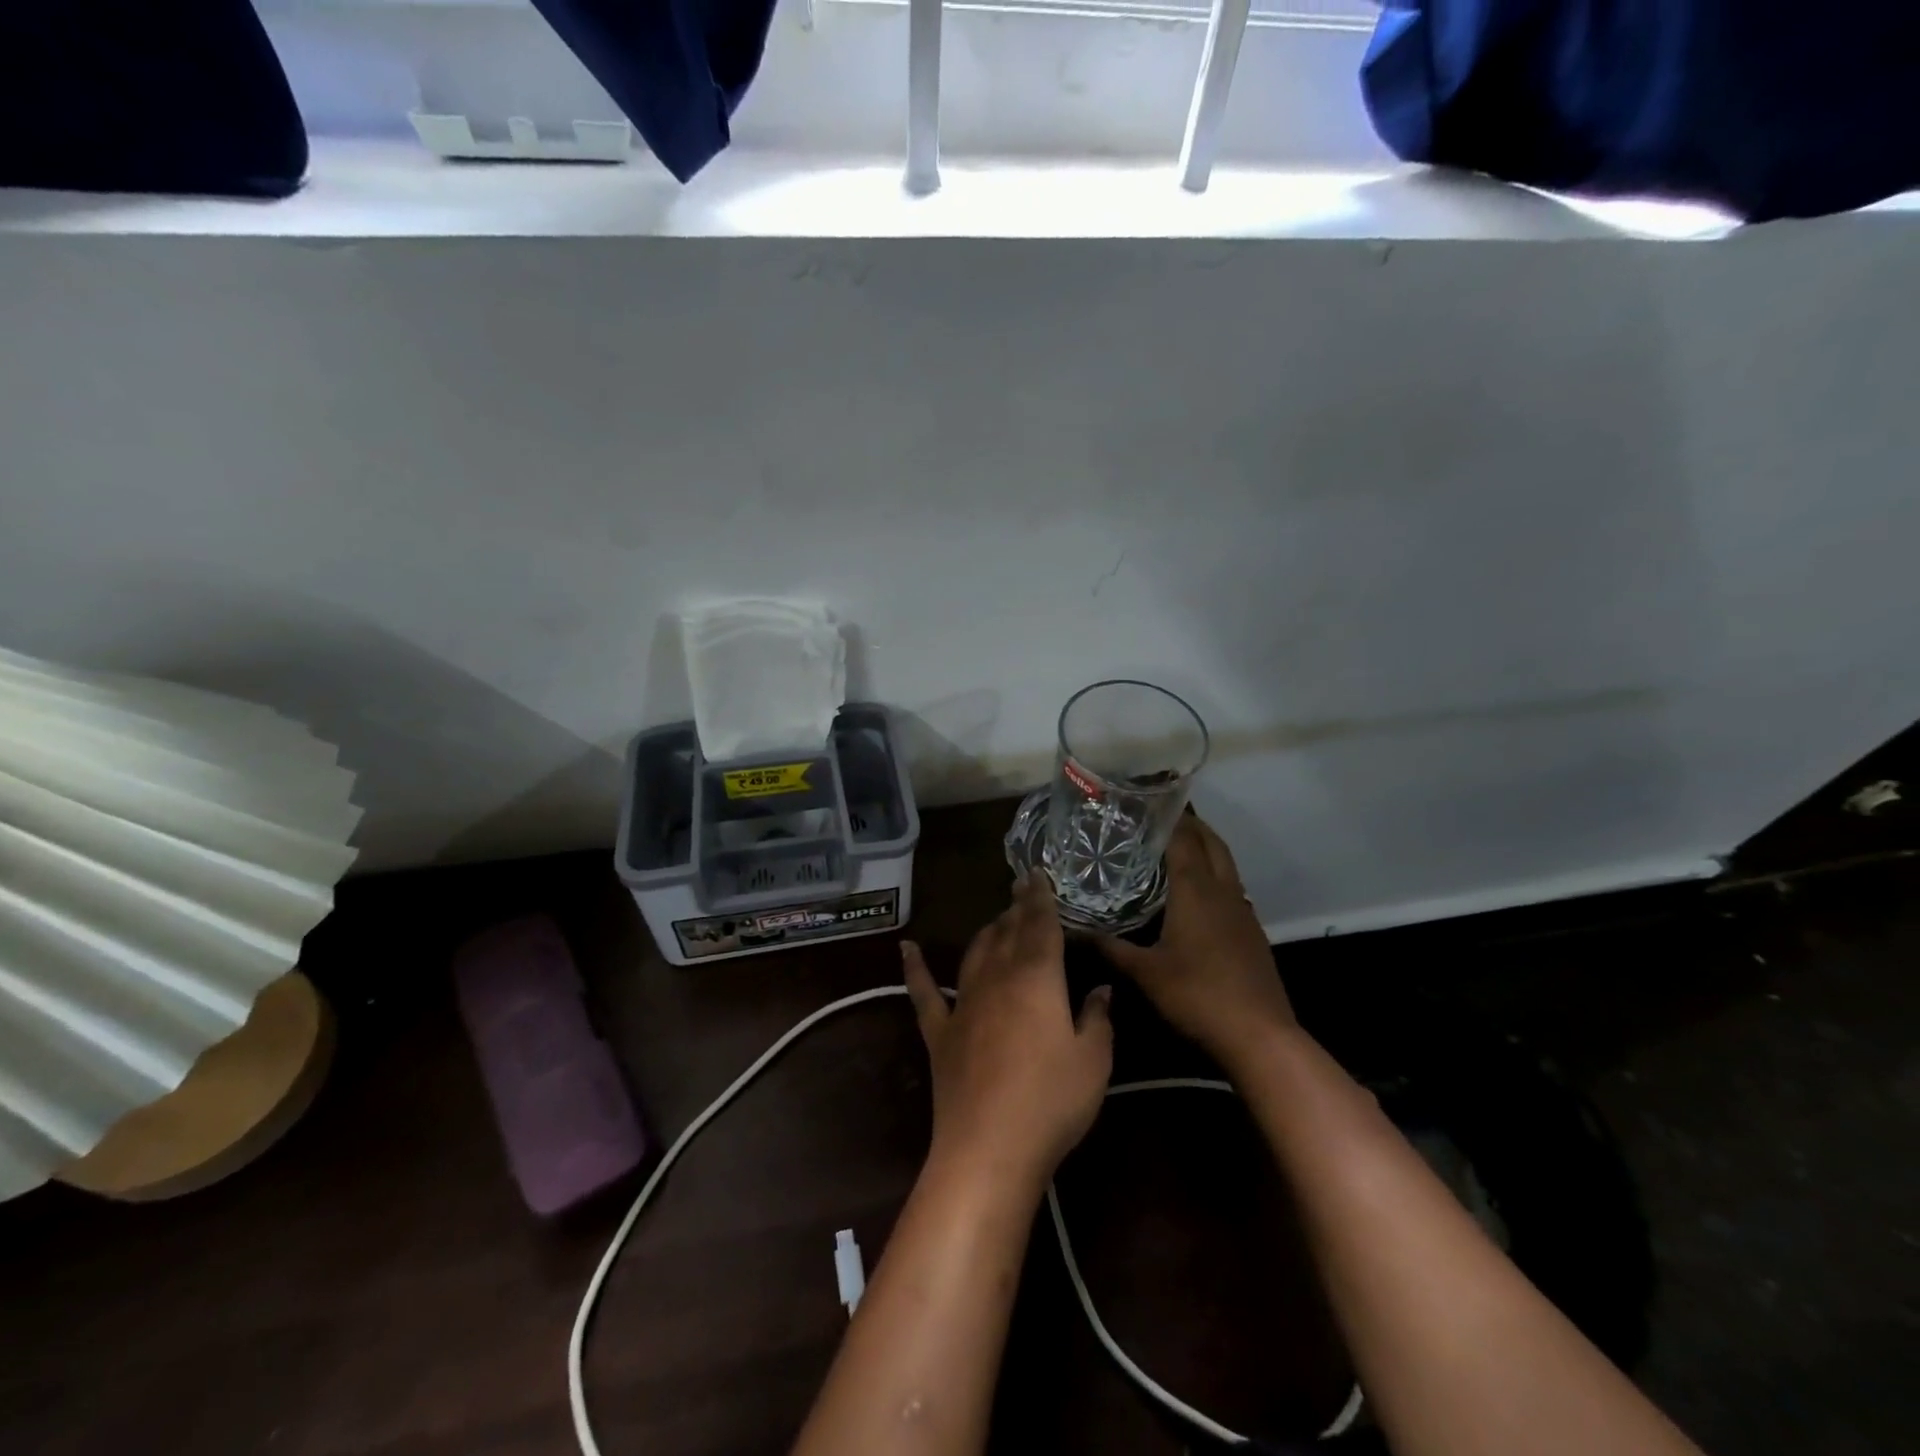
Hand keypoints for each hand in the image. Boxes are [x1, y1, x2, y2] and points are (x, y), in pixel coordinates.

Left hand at [902, 874, 1113, 1192]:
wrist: (988, 1148)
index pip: (1041, 925)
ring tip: (996, 920)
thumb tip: (1099, 989)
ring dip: (986, 932)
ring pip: (974, 953)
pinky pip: (924, 992)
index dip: (1040, 898)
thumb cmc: (1051, 1102)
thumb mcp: (1093, 1061)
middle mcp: (997, 978)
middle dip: (1016, 910)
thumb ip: (1097, 1018)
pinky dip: (915, 967)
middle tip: (1021, 891)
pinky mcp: (939, 1032)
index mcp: (1037, 978)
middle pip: (1007, 933)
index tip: (1036, 875)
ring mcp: (963, 1004)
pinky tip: (907, 948)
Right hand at [1097, 814, 1295, 1071]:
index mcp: (1196, 890)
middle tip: (1161, 816)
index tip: (1146, 803)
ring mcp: (1243, 911)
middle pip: (1211, 843)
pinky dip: (1215, 875)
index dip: (1167, 817)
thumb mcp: (1144, 973)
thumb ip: (1108, 948)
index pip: (1184, 839)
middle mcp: (1223, 891)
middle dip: (1191, 824)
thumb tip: (1070, 930)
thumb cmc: (1197, 995)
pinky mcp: (1252, 932)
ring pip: (1226, 864)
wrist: (1260, 1036)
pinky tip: (1198, 893)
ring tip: (1178, 845)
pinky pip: (1232, 887)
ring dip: (1206, 847)